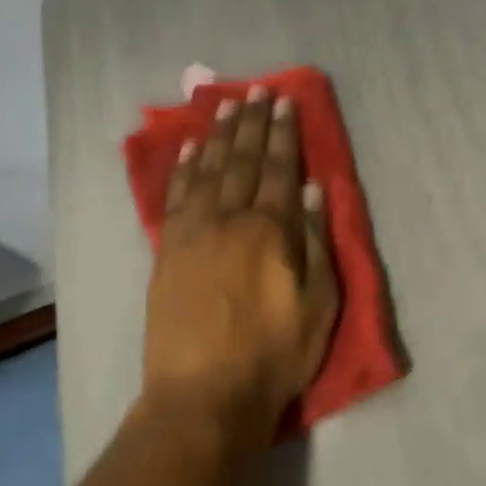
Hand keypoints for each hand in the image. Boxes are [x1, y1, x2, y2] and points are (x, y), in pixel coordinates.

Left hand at [143, 88, 338, 447]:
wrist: (205, 394)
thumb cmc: (274, 354)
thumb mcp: (318, 304)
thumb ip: (316, 242)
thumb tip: (314, 190)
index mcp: (269, 230)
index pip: (278, 169)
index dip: (283, 134)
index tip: (283, 102)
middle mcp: (227, 220)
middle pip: (240, 161)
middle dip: (250, 123)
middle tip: (254, 91)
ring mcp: (191, 234)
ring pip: (204, 171)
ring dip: (216, 136)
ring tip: (224, 107)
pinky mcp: (166, 253)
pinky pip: (173, 198)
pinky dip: (180, 169)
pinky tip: (185, 150)